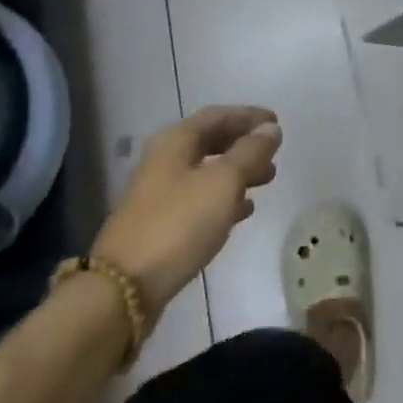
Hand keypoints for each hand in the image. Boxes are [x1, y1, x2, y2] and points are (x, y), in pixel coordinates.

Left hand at [91, 106, 282, 308]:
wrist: (126, 287)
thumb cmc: (180, 222)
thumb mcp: (224, 181)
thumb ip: (251, 152)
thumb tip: (270, 128)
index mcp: (175, 141)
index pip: (217, 116)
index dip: (249, 116)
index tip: (277, 122)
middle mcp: (164, 160)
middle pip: (210, 141)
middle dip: (244, 144)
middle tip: (274, 152)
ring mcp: (160, 193)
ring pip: (207, 171)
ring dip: (238, 171)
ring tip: (268, 179)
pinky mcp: (162, 223)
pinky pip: (200, 199)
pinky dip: (225, 197)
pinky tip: (245, 209)